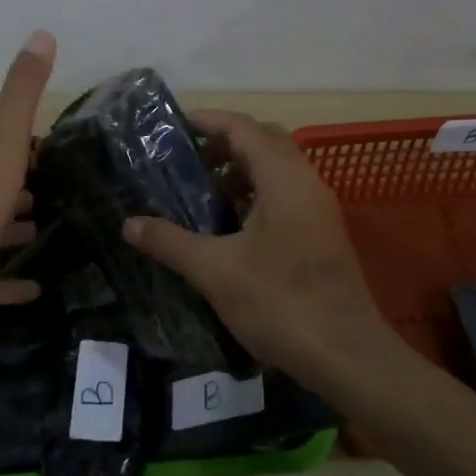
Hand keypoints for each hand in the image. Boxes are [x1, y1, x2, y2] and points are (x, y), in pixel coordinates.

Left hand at [0, 30, 55, 342]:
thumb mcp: (2, 139)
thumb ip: (22, 92)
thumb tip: (42, 33)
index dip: (23, 146)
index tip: (57, 151)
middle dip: (22, 188)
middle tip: (64, 192)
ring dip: (16, 230)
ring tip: (56, 231)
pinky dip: (12, 281)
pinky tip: (38, 285)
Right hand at [120, 109, 382, 376]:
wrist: (346, 354)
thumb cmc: (280, 302)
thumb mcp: (215, 271)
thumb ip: (170, 242)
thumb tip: (129, 224)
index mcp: (283, 178)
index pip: (243, 128)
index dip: (208, 121)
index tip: (173, 127)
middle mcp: (306, 182)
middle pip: (264, 142)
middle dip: (223, 146)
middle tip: (185, 163)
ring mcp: (319, 209)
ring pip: (277, 171)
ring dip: (240, 173)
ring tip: (201, 196)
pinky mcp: (323, 234)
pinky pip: (286, 196)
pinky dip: (256, 197)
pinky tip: (229, 229)